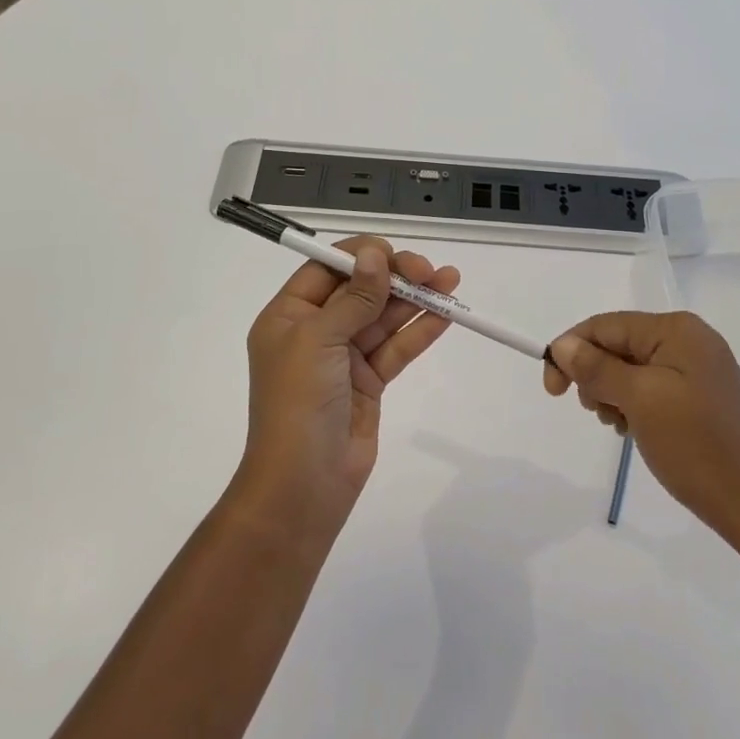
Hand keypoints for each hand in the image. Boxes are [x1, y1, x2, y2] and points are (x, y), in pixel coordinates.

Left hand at [241, 237, 460, 533]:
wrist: (303, 485)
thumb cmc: (298, 403)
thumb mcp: (319, 341)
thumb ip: (353, 298)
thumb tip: (374, 255)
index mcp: (288, 315)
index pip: (326, 269)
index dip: (361, 256)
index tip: (394, 253)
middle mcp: (315, 331)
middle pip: (360, 290)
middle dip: (395, 277)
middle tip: (430, 270)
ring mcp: (343, 357)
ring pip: (383, 318)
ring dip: (415, 300)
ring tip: (451, 281)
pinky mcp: (368, 382)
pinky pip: (396, 348)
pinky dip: (419, 331)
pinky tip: (445, 315)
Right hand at [543, 312, 739, 547]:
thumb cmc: (697, 448)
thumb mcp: (640, 401)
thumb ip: (598, 368)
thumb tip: (563, 344)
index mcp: (677, 329)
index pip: (605, 325)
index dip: (571, 351)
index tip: (552, 392)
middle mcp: (689, 339)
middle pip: (618, 344)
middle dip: (595, 375)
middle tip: (599, 414)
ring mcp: (698, 369)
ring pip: (631, 368)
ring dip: (613, 393)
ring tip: (621, 426)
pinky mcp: (701, 396)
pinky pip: (651, 387)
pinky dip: (633, 405)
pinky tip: (636, 431)